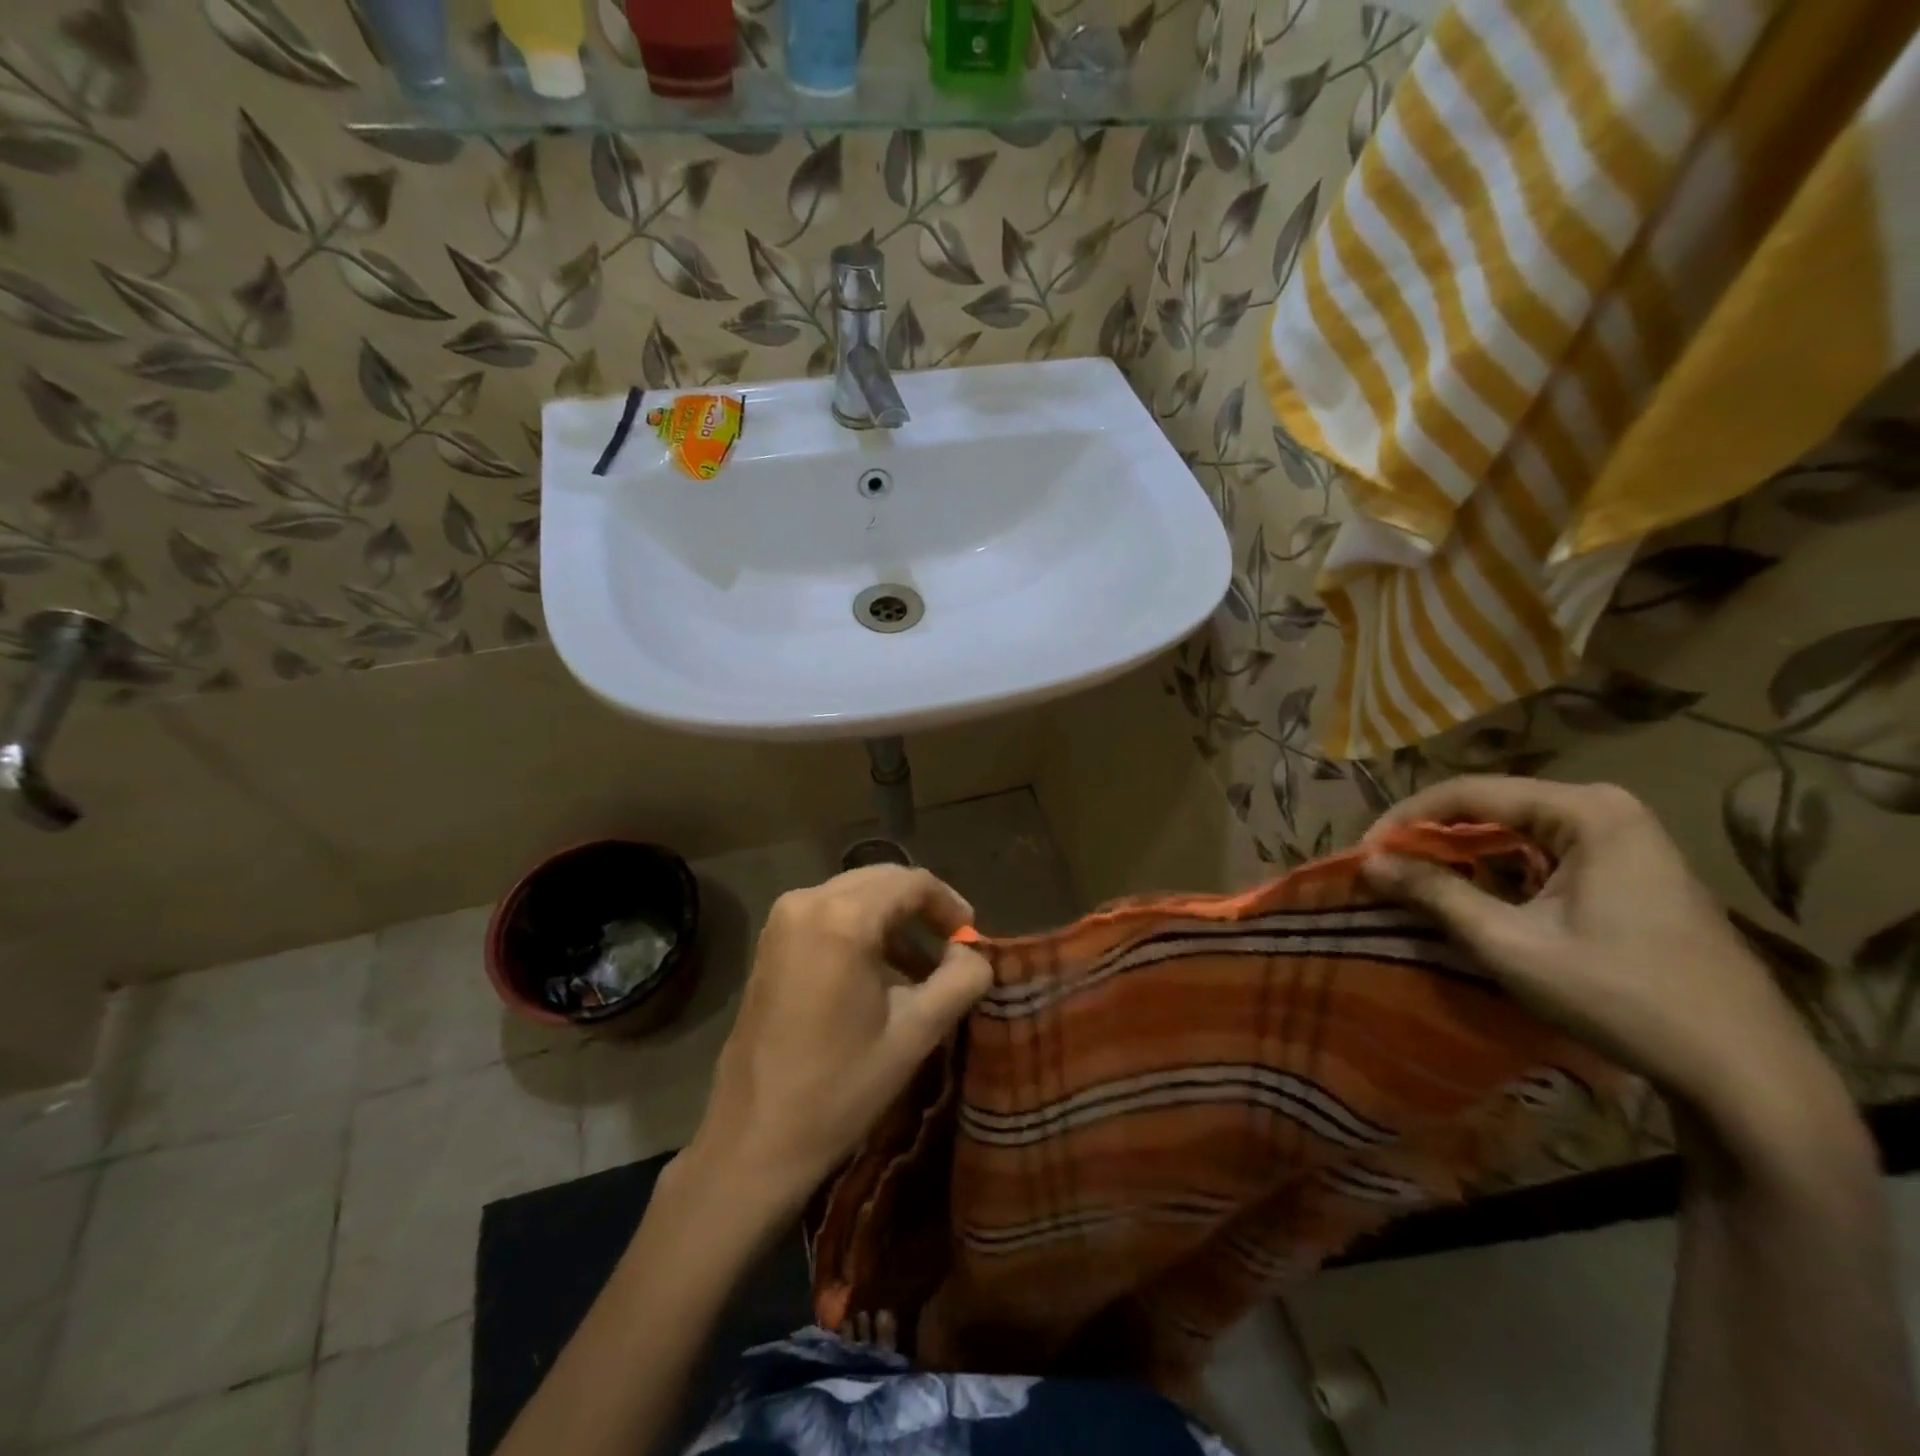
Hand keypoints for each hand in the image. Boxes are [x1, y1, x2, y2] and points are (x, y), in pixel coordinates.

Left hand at [684, 865, 992, 1214]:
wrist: (754, 1138)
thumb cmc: (840, 1087)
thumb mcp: (914, 1034)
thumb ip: (959, 982)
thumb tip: (975, 954)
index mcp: (843, 919)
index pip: (911, 883)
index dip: (949, 903)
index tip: (972, 937)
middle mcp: (807, 901)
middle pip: (881, 880)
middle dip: (922, 908)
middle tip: (954, 947)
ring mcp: (782, 920)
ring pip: (855, 895)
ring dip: (893, 920)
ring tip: (925, 969)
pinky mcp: (771, 942)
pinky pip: (829, 914)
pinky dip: (862, 930)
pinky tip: (882, 974)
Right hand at [1359, 777, 1844, 1148]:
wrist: (1745, 1071)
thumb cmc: (1620, 995)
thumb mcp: (1510, 943)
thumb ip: (1434, 893)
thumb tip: (1368, 862)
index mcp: (1585, 810)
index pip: (1466, 792)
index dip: (1405, 820)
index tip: (1364, 854)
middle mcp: (1605, 809)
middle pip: (1490, 807)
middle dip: (1431, 838)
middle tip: (1385, 870)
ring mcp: (1624, 840)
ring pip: (1514, 832)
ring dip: (1462, 856)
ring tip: (1416, 884)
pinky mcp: (1630, 872)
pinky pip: (1541, 854)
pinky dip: (1498, 872)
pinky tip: (1473, 899)